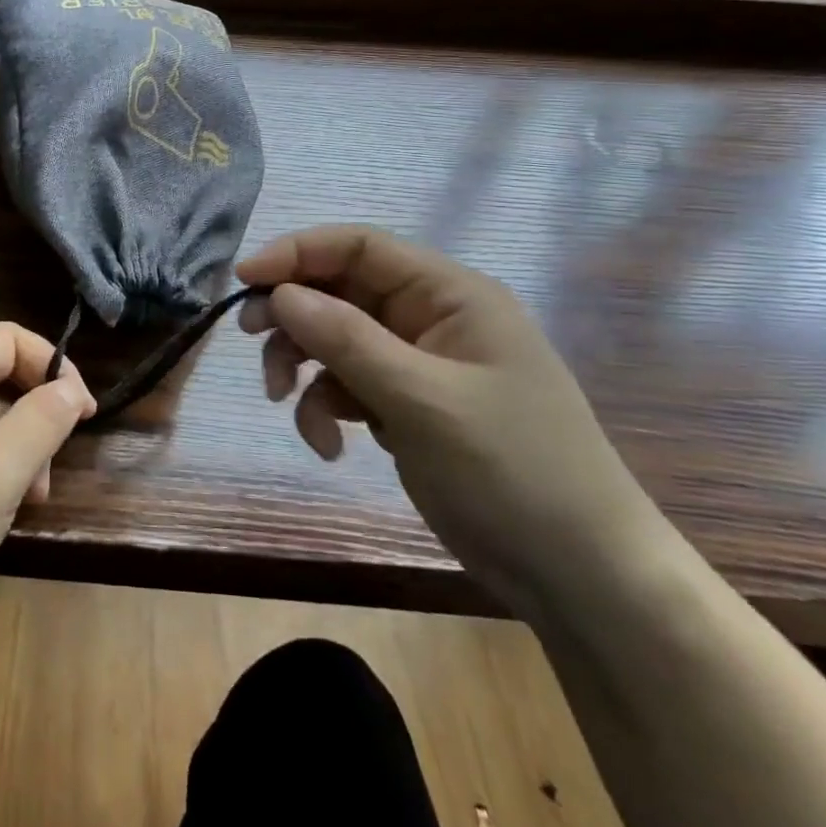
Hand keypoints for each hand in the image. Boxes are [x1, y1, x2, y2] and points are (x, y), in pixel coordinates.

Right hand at [237, 226, 664, 616]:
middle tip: (251, 340)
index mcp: (450, 295)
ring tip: (285, 405)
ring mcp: (419, 364)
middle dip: (293, 315)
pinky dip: (327, 408)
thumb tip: (278, 294)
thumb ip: (346, 340)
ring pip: (336, 340)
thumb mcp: (422, 400)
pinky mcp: (408, 406)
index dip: (297, 253)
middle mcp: (432, 318)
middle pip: (341, 291)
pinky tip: (330, 447)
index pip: (360, 247)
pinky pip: (348, 387)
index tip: (244, 280)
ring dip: (304, 368)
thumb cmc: (513, 473)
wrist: (582, 580)